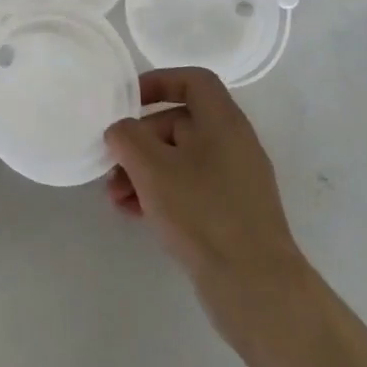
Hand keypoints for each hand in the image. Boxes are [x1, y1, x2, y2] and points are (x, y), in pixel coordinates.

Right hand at [105, 68, 309, 332]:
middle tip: (111, 166)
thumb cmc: (202, 212)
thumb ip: (128, 137)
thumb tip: (121, 130)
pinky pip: (188, 188)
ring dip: (143, 172)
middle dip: (139, 142)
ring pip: (179, 160)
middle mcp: (233, 144)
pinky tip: (133, 214)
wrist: (255, 286)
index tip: (127, 101)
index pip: (193, 80)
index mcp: (223, 122)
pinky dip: (160, 193)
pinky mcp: (230, 212)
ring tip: (116, 198)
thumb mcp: (153, 168)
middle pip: (179, 123)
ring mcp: (234, 180)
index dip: (158, 82)